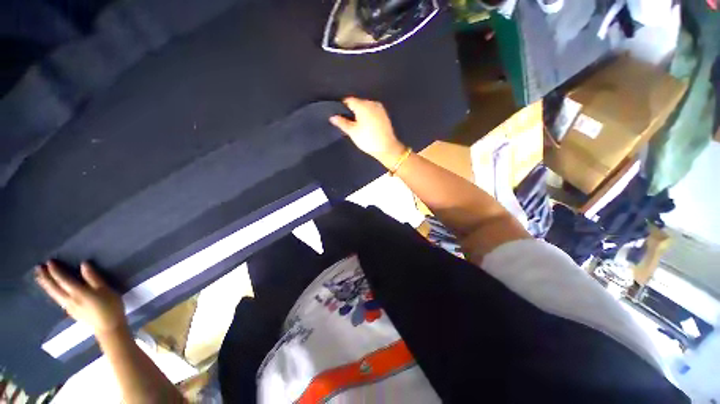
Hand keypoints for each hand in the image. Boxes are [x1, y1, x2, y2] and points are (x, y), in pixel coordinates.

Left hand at [36, 261, 125, 334]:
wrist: (108, 326)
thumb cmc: (110, 305)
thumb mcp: (105, 290)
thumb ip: (94, 278)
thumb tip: (84, 264)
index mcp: (78, 292)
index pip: (63, 280)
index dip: (55, 271)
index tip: (49, 262)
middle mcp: (70, 299)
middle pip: (54, 288)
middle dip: (45, 278)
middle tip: (38, 268)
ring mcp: (69, 306)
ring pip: (53, 294)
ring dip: (46, 285)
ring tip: (39, 278)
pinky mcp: (70, 311)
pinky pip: (57, 299)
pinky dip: (51, 293)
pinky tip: (51, 292)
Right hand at [330, 97, 407, 167]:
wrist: (387, 148)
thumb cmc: (368, 139)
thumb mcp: (353, 132)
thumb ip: (342, 123)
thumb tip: (332, 116)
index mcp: (363, 105)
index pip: (349, 100)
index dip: (342, 107)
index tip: (339, 115)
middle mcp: (372, 103)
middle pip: (358, 103)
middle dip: (352, 110)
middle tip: (347, 122)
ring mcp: (380, 108)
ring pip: (366, 107)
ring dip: (360, 113)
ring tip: (357, 125)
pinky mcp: (384, 115)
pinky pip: (372, 111)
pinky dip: (368, 115)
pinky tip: (366, 125)